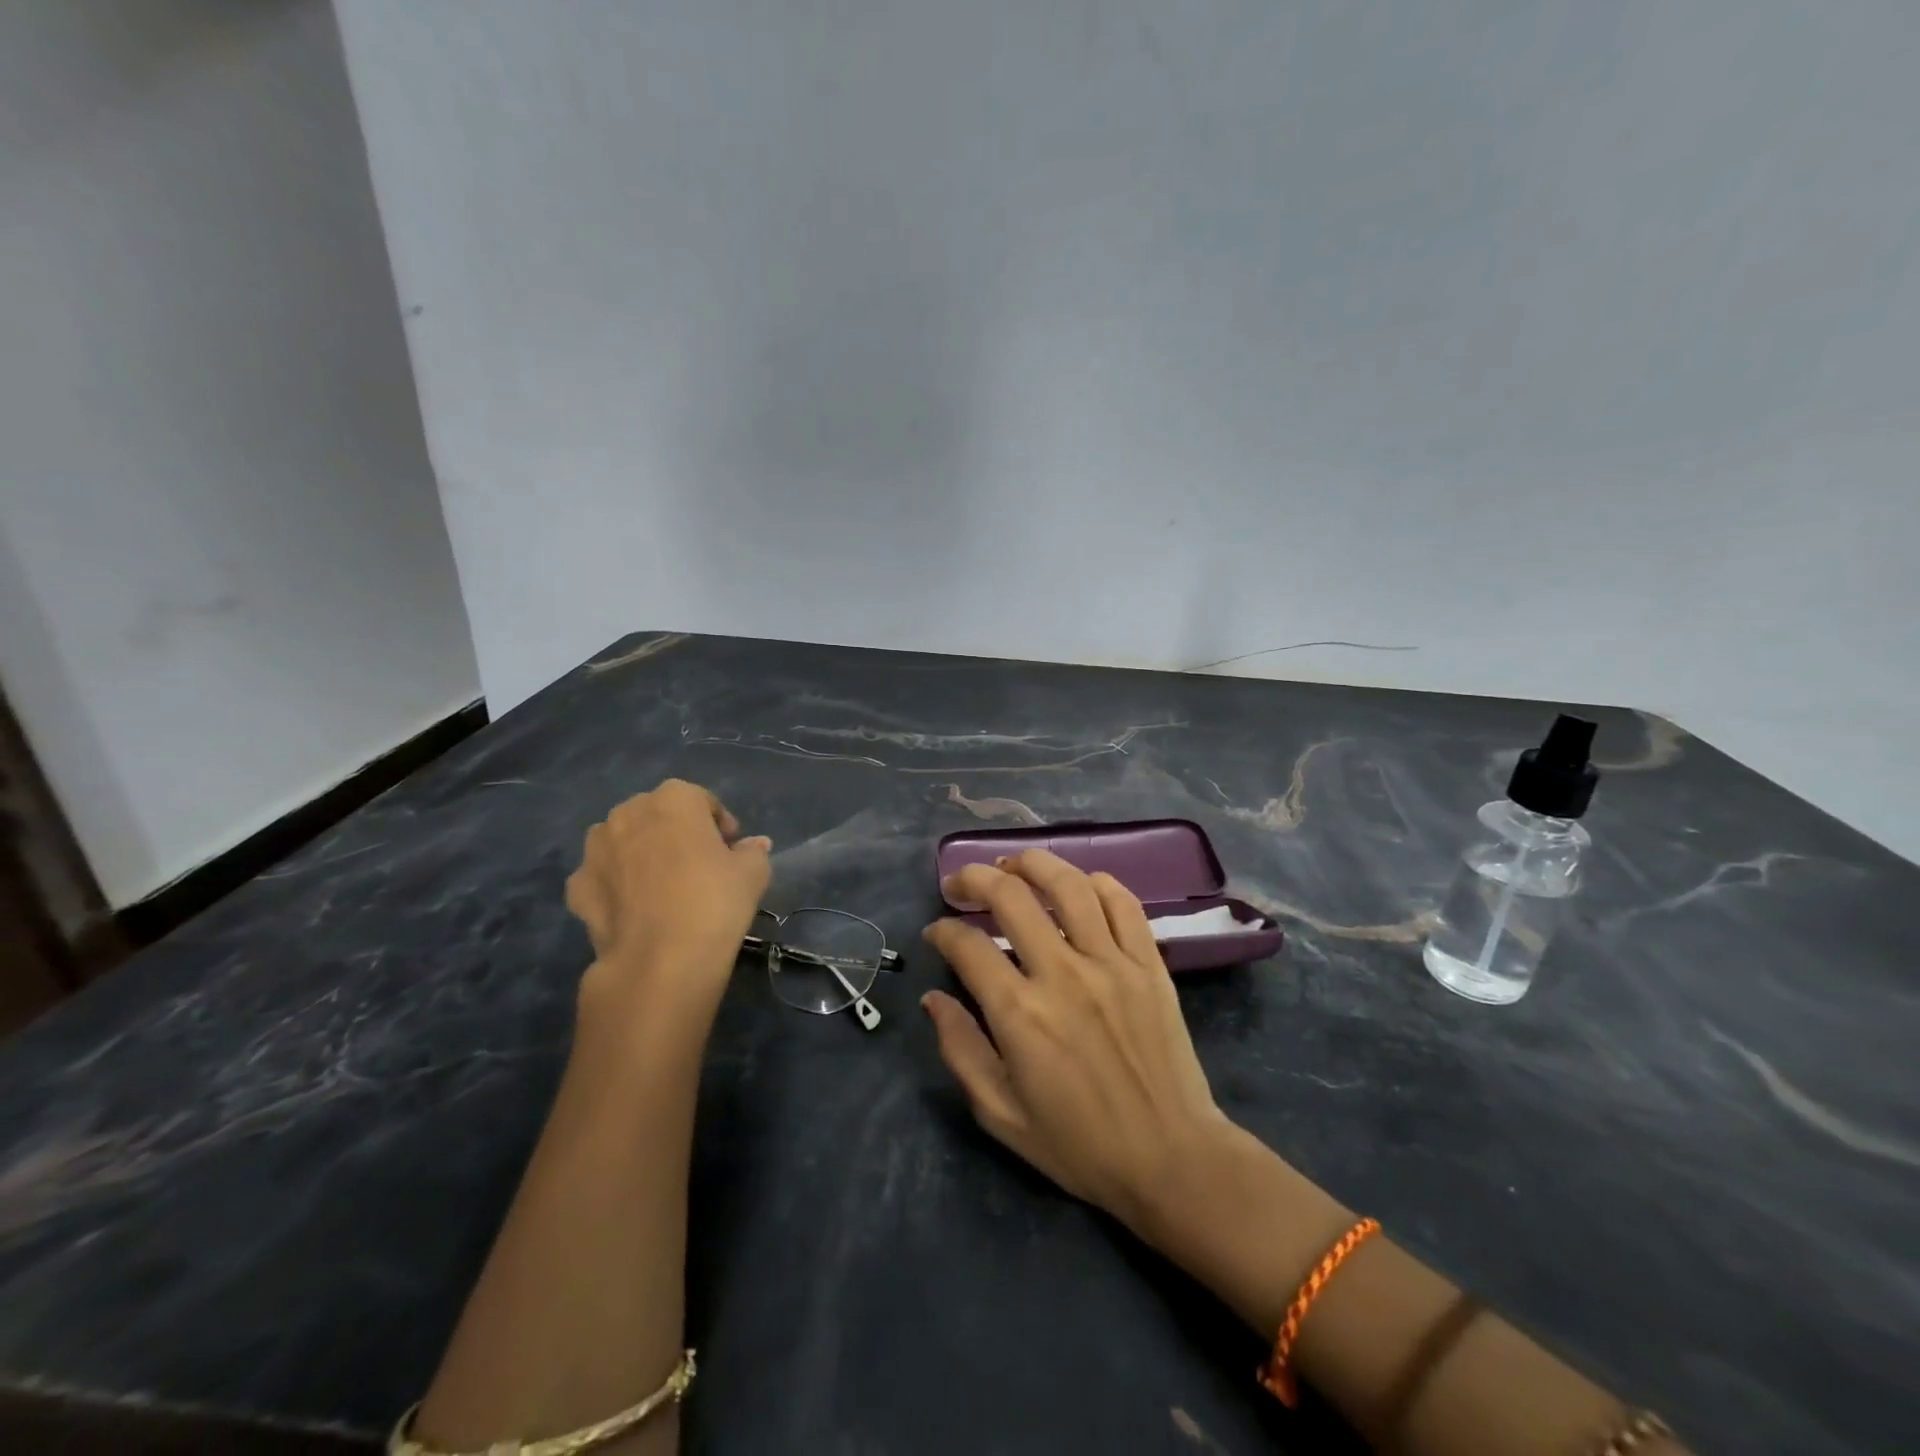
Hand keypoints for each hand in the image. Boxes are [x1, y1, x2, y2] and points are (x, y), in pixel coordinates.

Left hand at [565, 780, 771, 1021]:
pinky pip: (603, 876)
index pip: (702, 801)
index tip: (731, 850)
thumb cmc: (714, 902)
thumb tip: (752, 846)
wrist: (660, 961)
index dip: (719, 825)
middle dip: (676, 834)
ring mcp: (596, 849)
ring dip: (641, 854)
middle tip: (698, 866)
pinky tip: (635, 910)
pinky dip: (616, 886)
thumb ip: (752, 851)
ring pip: (624, 841)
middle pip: (658, 816)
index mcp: (674, 799)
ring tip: (663, 888)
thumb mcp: (753, 873)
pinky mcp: (577, 886)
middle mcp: (628, 812)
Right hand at [920, 849, 1232, 1231]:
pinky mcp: (1149, 964)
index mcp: (1020, 1015)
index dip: (943, 931)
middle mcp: (1063, 975)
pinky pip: (1123, 904)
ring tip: (1012, 864)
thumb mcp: (1001, 1115)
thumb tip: (933, 999)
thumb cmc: (1080, 1145)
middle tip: (960, 884)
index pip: (968, 946)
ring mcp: (1112, 963)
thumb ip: (961, 1051)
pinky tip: (1078, 885)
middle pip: (1011, 897)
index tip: (937, 933)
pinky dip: (1097, 883)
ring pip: (1068, 886)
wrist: (1172, 1159)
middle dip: (974, 879)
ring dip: (1032, 863)